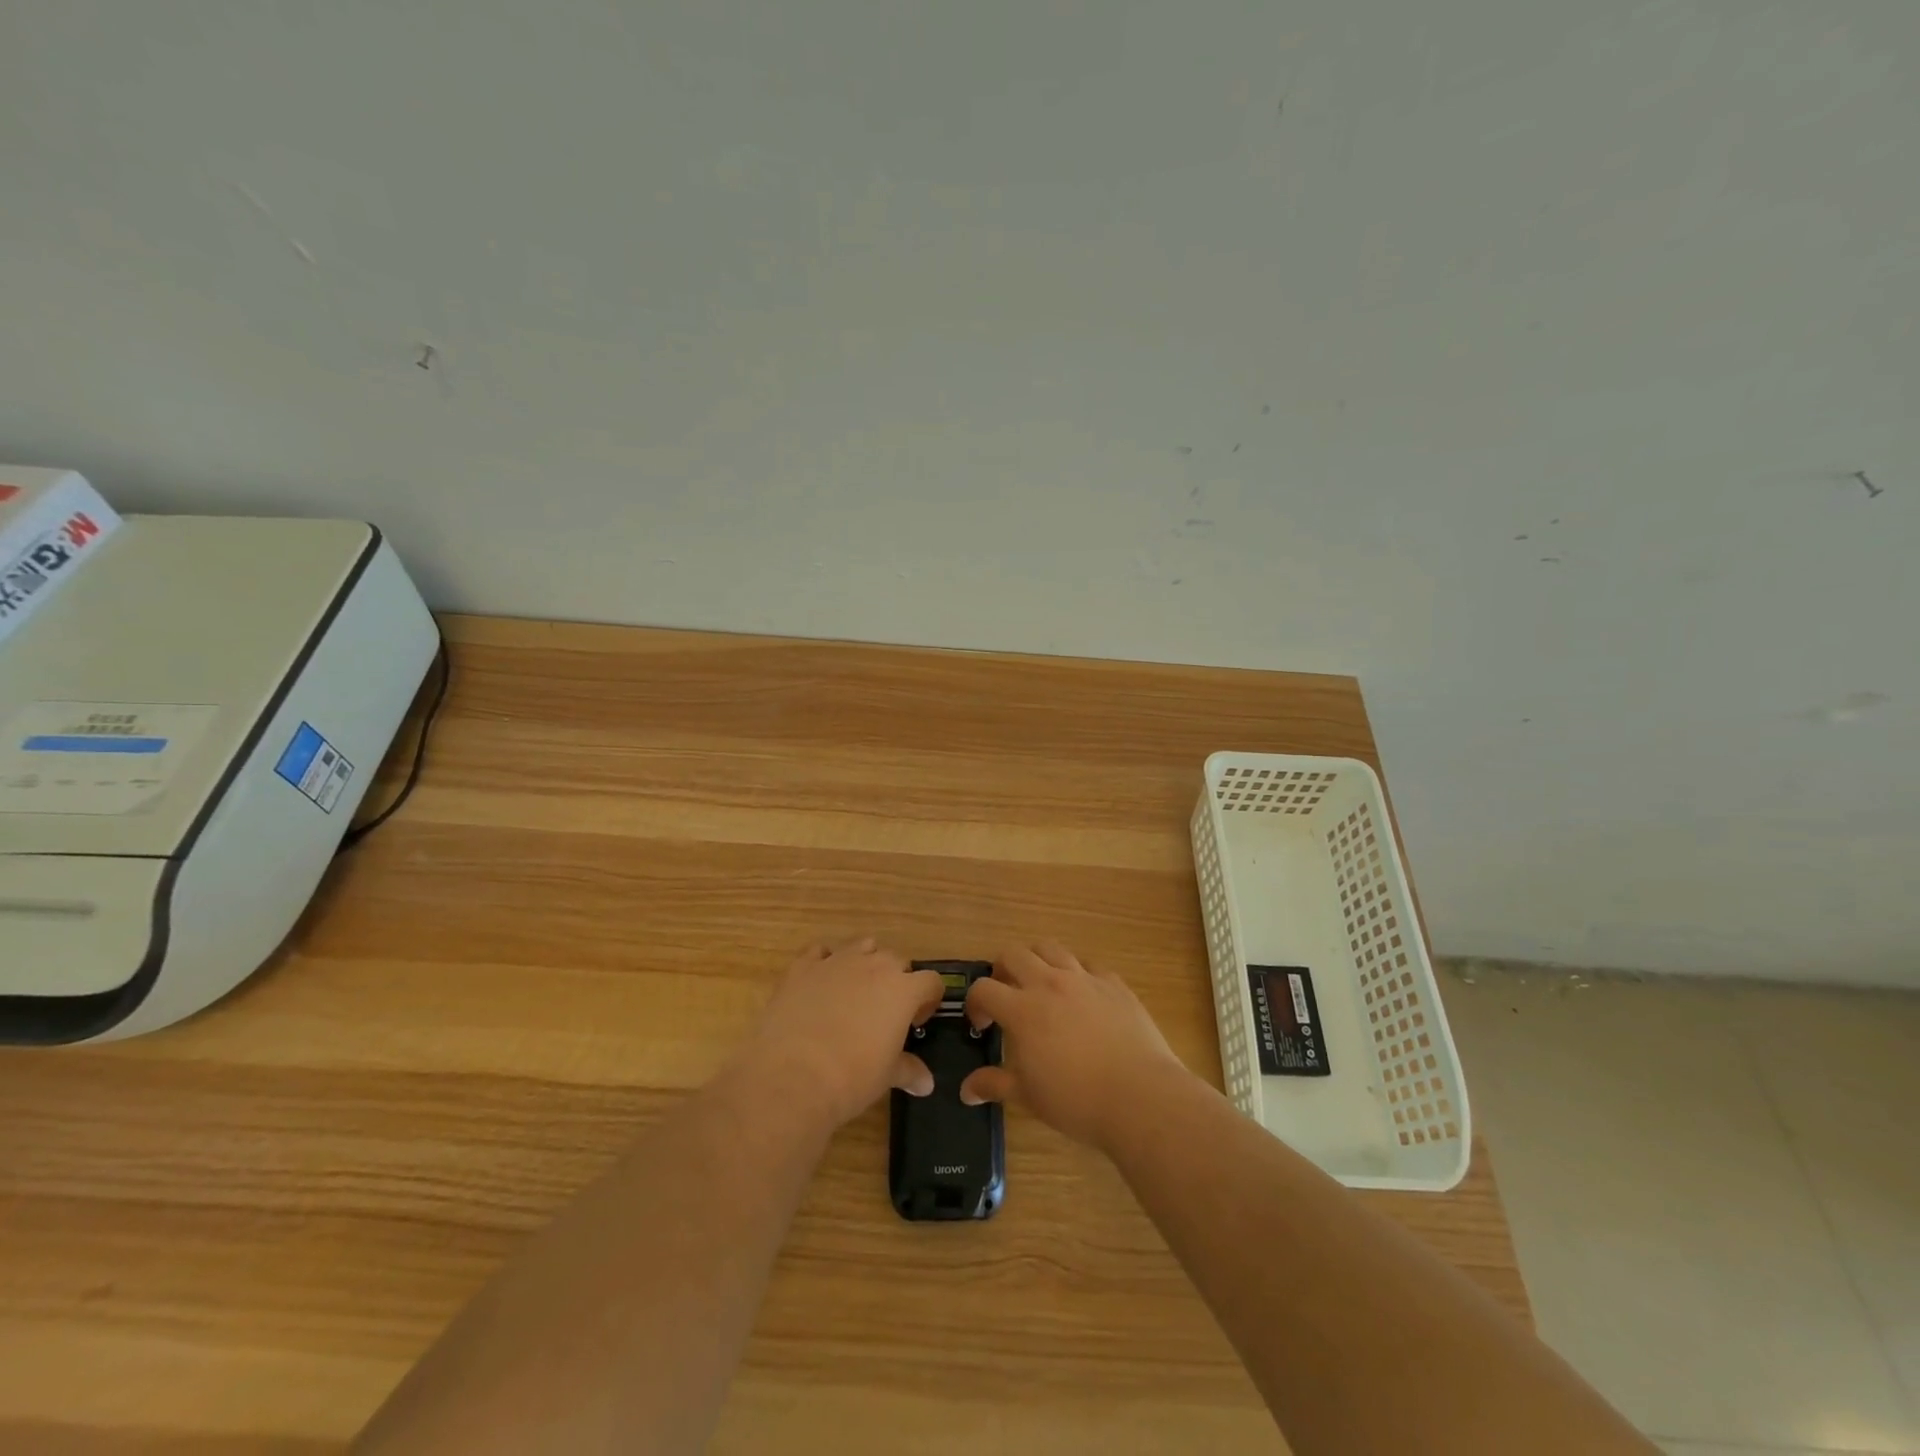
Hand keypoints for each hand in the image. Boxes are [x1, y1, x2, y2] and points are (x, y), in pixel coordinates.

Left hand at [735, 938, 946, 1129]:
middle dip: (897, 980)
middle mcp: (874, 965)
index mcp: (903, 989)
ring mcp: (837, 961)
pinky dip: (825, 961)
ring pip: (862, 946)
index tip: (916, 1021)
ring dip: (865, 962)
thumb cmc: (852, 1078)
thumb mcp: (887, 1076)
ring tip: (856, 991)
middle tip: (885, 1011)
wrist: (792, 1077)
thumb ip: (909, 1071)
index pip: (931, 981)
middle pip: (896, 960)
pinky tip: (820, 983)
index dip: (928, 1000)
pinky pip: (820, 951)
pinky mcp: (803, 967)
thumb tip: (926, 1084)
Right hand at [960, 942, 1186, 1150]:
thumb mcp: (1028, 1097)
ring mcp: (1084, 978)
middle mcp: (1049, 983)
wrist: (1139, 1096)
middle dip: (1002, 970)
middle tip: (1007, 995)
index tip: (982, 1025)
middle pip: (1013, 953)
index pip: (984, 988)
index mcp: (1022, 1009)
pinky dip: (1077, 974)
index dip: (975, 1003)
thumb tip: (967, 1090)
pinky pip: (1088, 965)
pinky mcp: (1113, 983)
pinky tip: (1082, 998)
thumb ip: (994, 1085)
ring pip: (1050, 948)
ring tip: (1041, 985)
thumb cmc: (1076, 1100)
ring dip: (1037, 961)